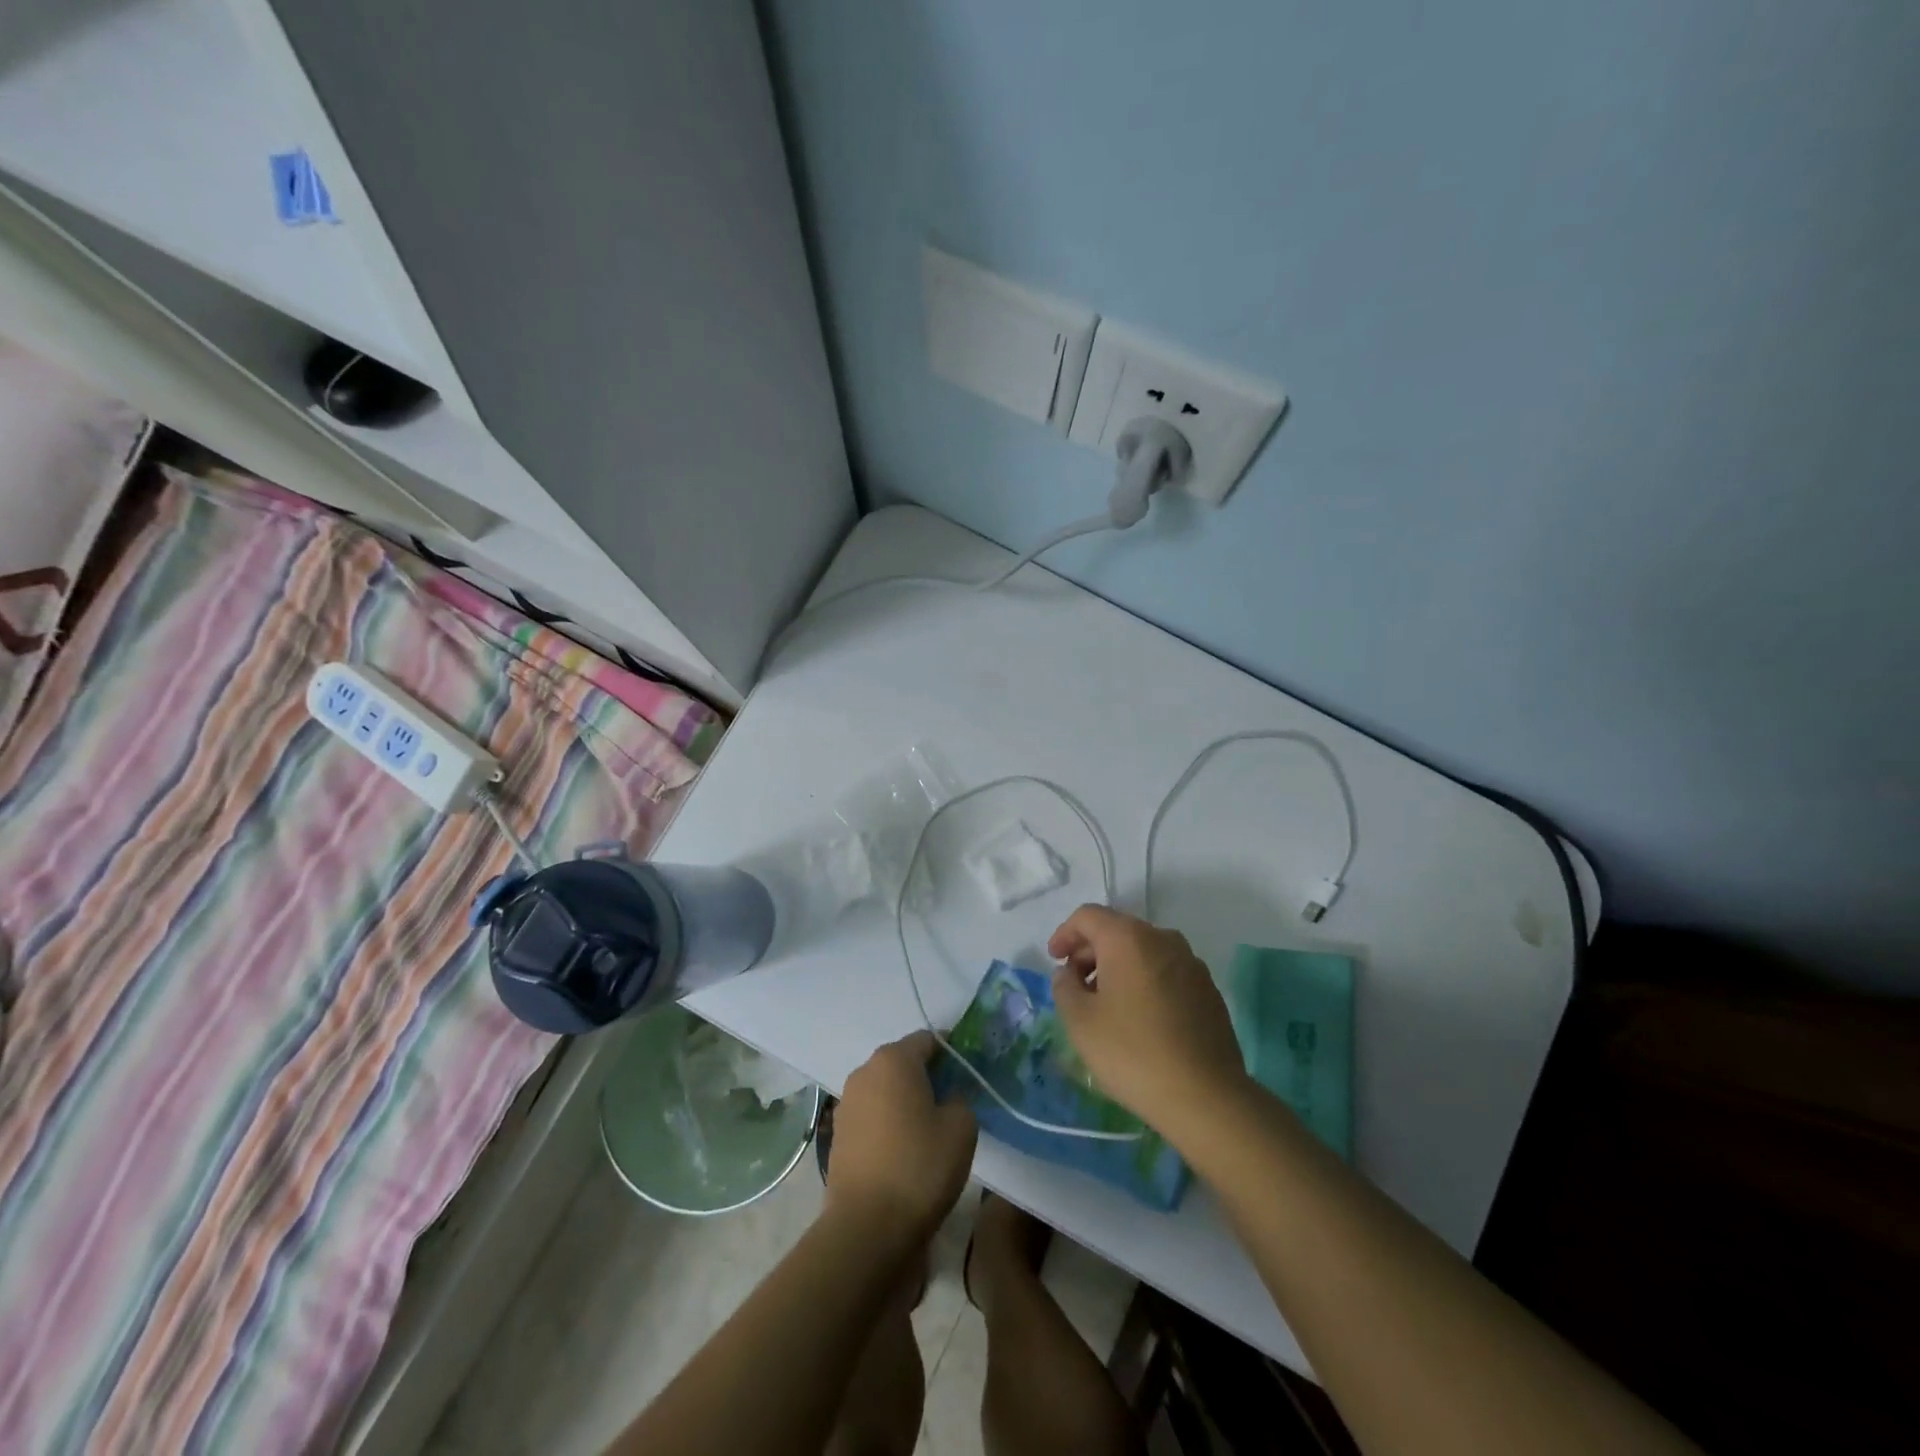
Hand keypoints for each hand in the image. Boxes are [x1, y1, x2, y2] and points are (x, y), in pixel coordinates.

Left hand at [826, 1031, 976, 1247]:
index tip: (966, 1075)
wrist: (867, 1227)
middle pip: (902, 1063)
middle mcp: (864, 1073)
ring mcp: (846, 1104)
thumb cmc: (920, 1167)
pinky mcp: (838, 1136)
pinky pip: (871, 1116)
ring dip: (904, 1101)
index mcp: (894, 1060)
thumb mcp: (961, 1128)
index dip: (950, 1053)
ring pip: (885, 1090)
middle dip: (926, 1077)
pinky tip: (903, 1152)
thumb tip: (947, 1098)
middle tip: (951, 1103)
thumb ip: (959, 1099)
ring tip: (927, 1131)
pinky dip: (888, 1124)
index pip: (927, 1040)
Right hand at [1048, 905, 1248, 1136]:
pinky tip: (1138, 1016)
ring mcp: (1191, 963)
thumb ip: (1065, 987)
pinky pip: (1165, 971)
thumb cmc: (1133, 1052)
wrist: (1206, 1097)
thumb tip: (1069, 973)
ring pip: (1143, 951)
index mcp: (1128, 938)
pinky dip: (1144, 981)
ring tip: (1104, 1003)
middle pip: (1117, 930)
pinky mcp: (1208, 989)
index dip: (1065, 934)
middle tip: (1074, 984)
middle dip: (1090, 951)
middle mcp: (1163, 939)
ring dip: (1118, 967)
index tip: (1054, 959)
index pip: (1088, 916)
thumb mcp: (1080, 1021)